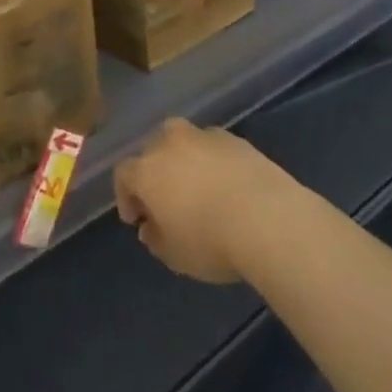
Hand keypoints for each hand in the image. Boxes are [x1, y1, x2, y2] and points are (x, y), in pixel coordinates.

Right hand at [114, 119, 292, 282]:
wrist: (268, 218)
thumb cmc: (210, 241)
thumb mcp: (174, 255)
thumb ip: (156, 238)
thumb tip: (151, 227)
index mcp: (147, 169)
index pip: (123, 174)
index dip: (126, 196)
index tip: (137, 219)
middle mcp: (170, 143)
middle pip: (152, 150)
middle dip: (154, 173)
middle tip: (165, 201)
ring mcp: (203, 136)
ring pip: (183, 142)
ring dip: (183, 161)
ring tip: (196, 188)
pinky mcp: (234, 138)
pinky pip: (212, 147)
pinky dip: (212, 161)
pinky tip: (225, 184)